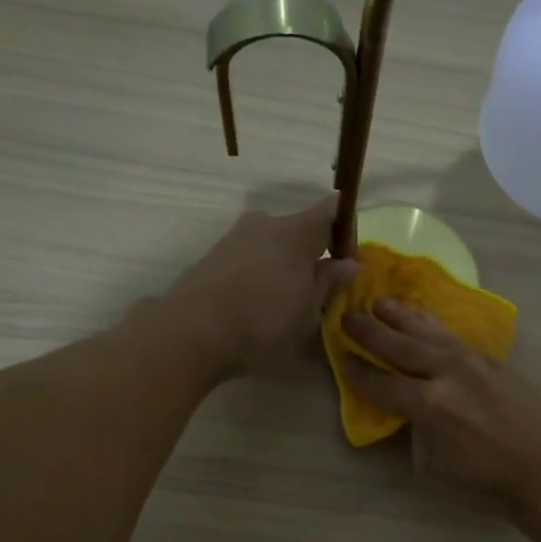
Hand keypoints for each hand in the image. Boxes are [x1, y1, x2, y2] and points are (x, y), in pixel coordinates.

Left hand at [169, 198, 357, 376]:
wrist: (191, 332)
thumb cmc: (264, 323)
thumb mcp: (308, 312)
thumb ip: (328, 283)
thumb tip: (347, 264)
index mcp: (297, 230)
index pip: (332, 209)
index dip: (346, 229)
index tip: (349, 260)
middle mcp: (266, 222)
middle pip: (300, 229)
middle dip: (314, 254)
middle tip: (320, 291)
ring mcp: (236, 236)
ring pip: (273, 244)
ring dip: (285, 266)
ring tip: (287, 303)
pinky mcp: (214, 255)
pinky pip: (250, 257)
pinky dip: (261, 274)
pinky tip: (258, 305)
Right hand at [339, 299, 540, 514]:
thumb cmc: (485, 482)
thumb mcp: (433, 467)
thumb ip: (415, 432)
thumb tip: (411, 412)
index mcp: (428, 406)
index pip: (381, 383)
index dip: (356, 371)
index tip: (339, 356)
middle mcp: (446, 374)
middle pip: (400, 346)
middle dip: (369, 332)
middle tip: (347, 316)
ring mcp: (472, 362)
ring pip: (429, 332)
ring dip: (401, 316)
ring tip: (380, 302)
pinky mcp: (493, 361)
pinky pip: (454, 337)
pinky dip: (433, 325)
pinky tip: (423, 318)